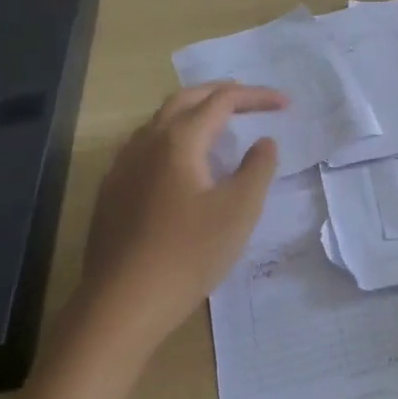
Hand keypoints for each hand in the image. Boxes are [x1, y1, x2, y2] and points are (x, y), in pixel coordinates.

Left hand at [75, 82, 286, 349]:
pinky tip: (181, 163)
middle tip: (251, 99)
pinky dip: (173, 136)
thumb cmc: (188, 254)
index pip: (222, 100)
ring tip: (219, 125)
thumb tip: (263, 141)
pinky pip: (145, 145)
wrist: (121, 306)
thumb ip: (258, 168)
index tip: (285, 104)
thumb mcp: (239, 210)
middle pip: (185, 99)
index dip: (256, 96)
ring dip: (194, 112)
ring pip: (160, 121)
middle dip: (221, 92)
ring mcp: (123, 166)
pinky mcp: (112, 192)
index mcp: (178, 140)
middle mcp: (146, 142)